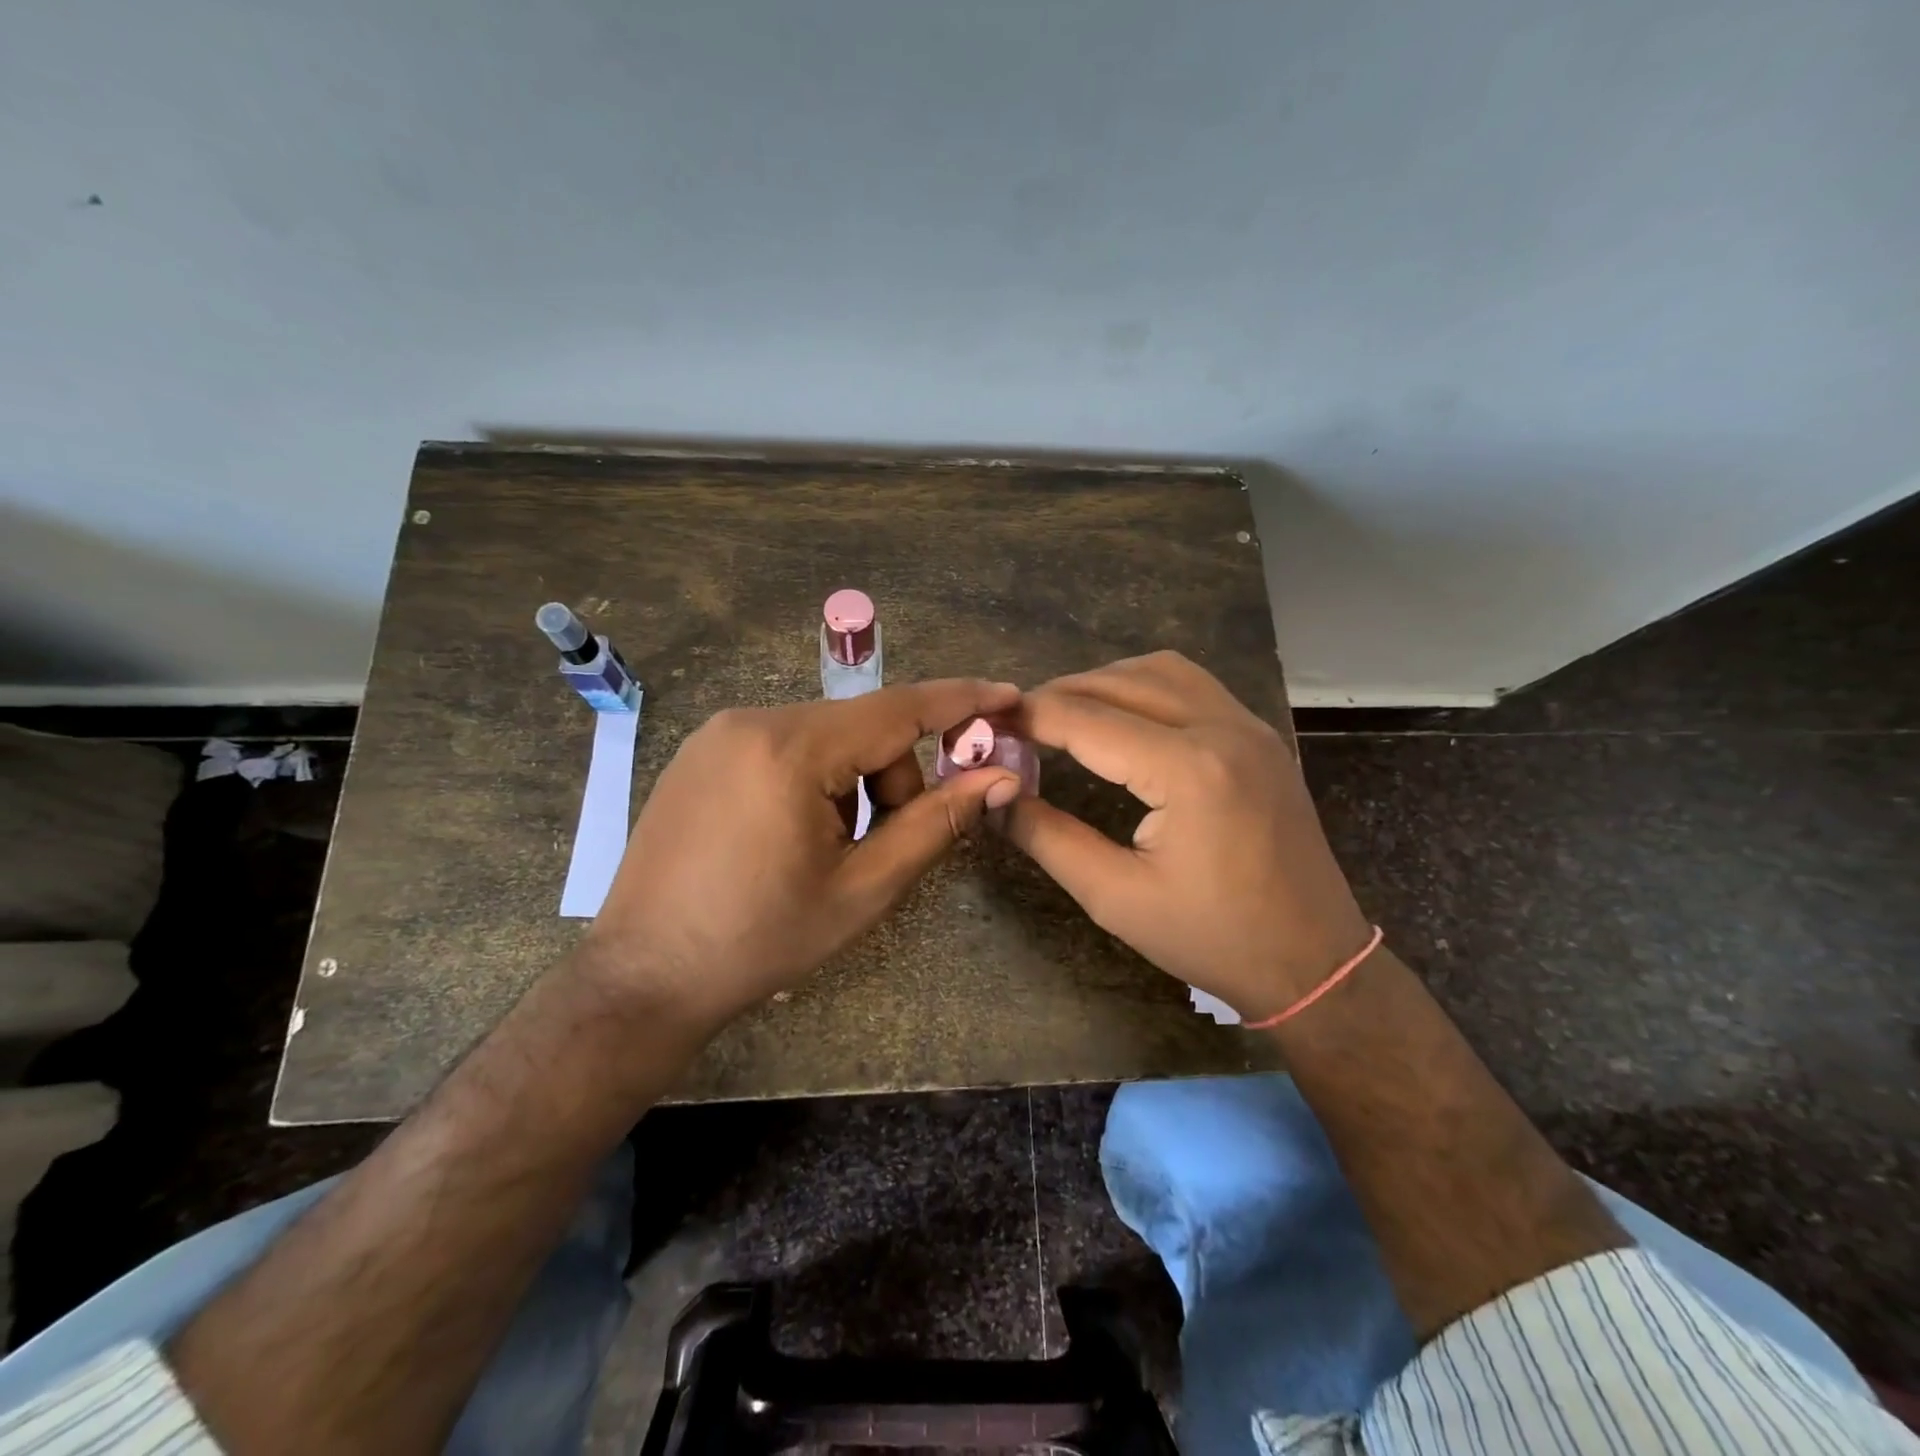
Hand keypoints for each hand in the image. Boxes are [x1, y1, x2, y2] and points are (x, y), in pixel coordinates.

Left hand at [581, 680, 1023, 1030]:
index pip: (898, 709)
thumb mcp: (864, 887)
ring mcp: (718, 733)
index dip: (961, 701)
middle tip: (884, 843)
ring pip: (825, 737)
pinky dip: (814, 779)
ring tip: (830, 850)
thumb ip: (937, 822)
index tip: (1009, 694)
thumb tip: (1000, 777)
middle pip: (861, 727)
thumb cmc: (761, 940)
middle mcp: (750, 720)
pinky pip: (785, 745)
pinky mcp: (701, 752)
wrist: (644, 977)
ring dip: (852, 783)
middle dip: (893, 777)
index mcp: (791, 748)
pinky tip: (792, 836)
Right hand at [1000, 652, 1371, 1018]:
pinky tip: (1121, 717)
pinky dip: (1145, 686)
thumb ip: (1047, 837)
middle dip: (1059, 695)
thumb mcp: (1115, 898)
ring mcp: (1249, 726)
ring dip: (1104, 682)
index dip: (1028, 717)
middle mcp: (1222, 728)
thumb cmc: (1211, 938)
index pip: (1086, 719)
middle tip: (1016, 724)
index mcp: (1187, 769)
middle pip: (1120, 681)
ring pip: (1160, 670)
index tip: (986, 724)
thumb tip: (995, 795)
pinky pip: (1193, 684)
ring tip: (1063, 715)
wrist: (1314, 960)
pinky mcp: (1260, 736)